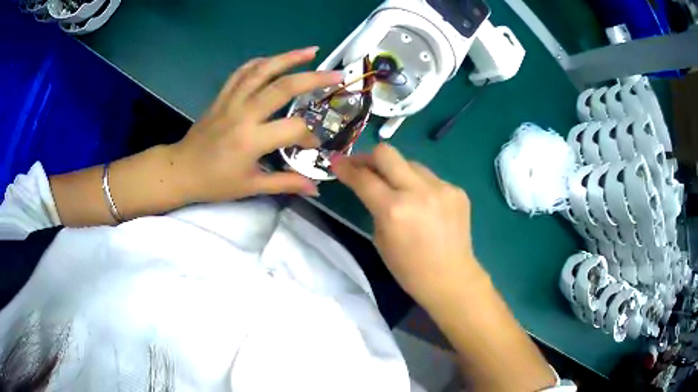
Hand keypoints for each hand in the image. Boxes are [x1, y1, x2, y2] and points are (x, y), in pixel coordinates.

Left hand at [171, 47, 342, 202]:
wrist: (181, 170)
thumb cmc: (215, 182)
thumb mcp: (251, 187)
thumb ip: (285, 183)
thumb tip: (316, 188)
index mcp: (252, 140)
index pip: (293, 129)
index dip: (309, 136)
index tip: (312, 146)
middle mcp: (244, 114)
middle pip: (283, 87)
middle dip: (314, 79)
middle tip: (336, 74)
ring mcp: (231, 101)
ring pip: (262, 71)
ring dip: (288, 57)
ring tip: (311, 50)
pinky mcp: (222, 96)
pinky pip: (242, 72)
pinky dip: (260, 62)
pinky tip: (274, 59)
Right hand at [332, 144, 485, 305]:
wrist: (451, 278)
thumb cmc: (409, 269)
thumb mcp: (380, 240)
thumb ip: (374, 207)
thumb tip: (369, 184)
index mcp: (394, 210)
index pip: (363, 178)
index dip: (345, 167)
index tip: (336, 162)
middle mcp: (418, 191)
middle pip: (386, 153)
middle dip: (369, 157)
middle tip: (363, 167)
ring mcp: (442, 188)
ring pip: (410, 163)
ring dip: (397, 172)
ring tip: (397, 189)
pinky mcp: (457, 190)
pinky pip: (430, 178)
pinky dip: (419, 186)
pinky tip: (423, 204)